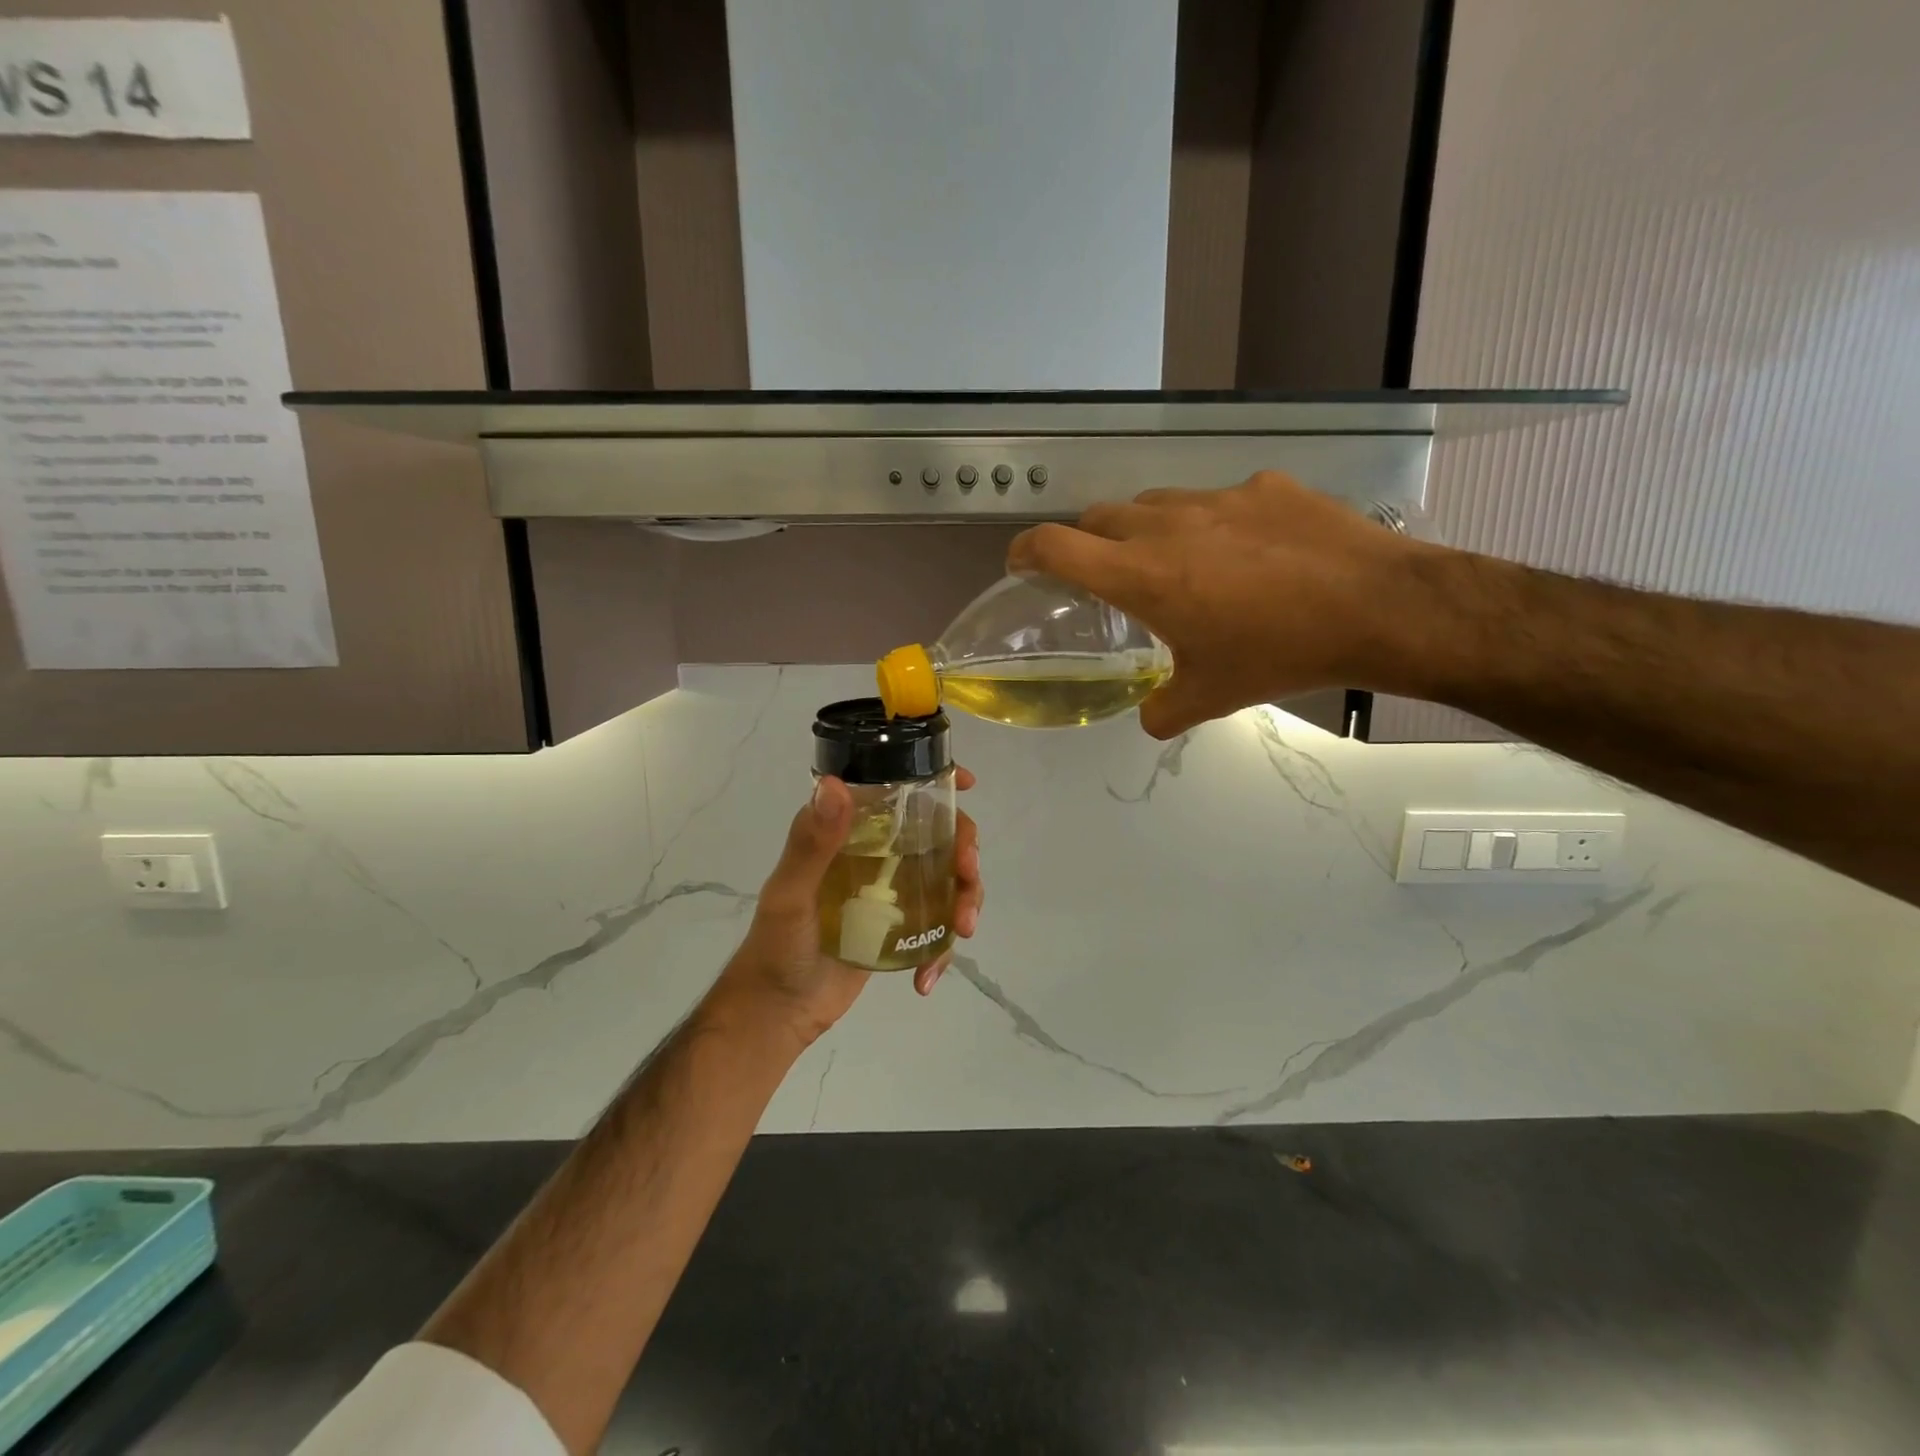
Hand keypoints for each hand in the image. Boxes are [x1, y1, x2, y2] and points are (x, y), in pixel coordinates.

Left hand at [717, 768, 983, 1046]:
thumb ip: (812, 844)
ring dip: (966, 899)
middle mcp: (875, 853)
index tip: (968, 784)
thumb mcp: (791, 894)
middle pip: (938, 835)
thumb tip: (835, 785)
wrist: (778, 1012)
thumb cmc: (776, 946)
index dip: (936, 782)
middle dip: (964, 851)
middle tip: (967, 875)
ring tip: (962, 930)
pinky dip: (943, 949)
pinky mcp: (901, 926)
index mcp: (849, 832)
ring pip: (948, 878)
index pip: (896, 793)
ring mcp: (892, 890)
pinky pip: (938, 925)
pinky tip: (926, 977)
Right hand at [1008, 471, 1443, 737]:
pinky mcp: (1265, 486)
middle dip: (1087, 543)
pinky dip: (1211, 524)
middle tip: (1103, 575)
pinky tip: (1245, 553)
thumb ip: (1162, 711)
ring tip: (1174, 562)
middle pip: (1099, 517)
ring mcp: (1218, 498)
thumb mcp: (1211, 697)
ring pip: (1155, 504)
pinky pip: (1217, 500)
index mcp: (1141, 574)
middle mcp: (1167, 524)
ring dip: (1145, 530)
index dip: (1026, 551)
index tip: (1021, 564)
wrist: (1377, 607)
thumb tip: (1148, 718)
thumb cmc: (1279, 654)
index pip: (1055, 545)